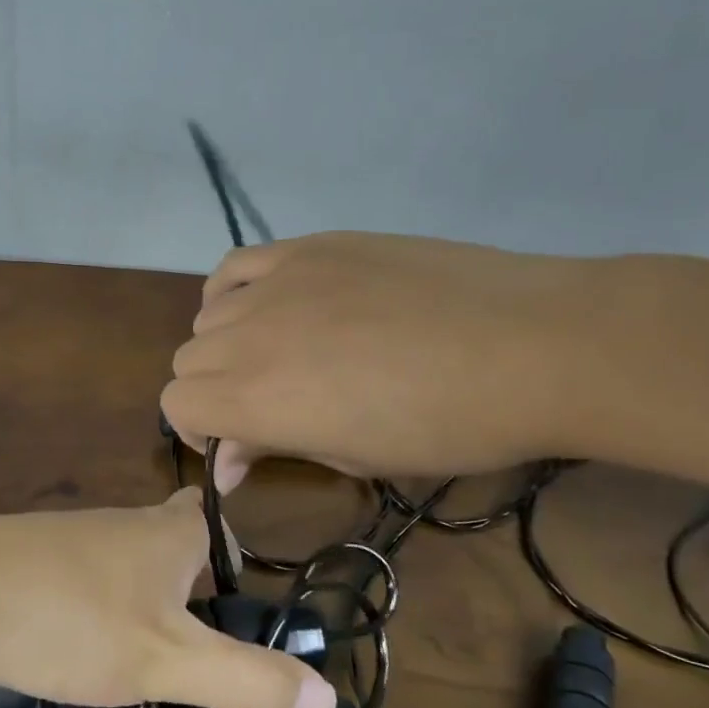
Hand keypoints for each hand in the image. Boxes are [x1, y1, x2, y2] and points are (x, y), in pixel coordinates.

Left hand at [0, 489, 335, 707]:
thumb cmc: (67, 617)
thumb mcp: (165, 659)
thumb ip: (246, 678)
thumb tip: (329, 696)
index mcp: (164, 533)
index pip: (214, 521)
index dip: (235, 554)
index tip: (248, 607)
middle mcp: (123, 529)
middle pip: (174, 554)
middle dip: (195, 600)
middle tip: (212, 666)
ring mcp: (73, 548)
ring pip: (128, 580)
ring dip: (147, 621)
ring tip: (158, 684)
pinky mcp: (34, 573)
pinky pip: (86, 598)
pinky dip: (100, 629)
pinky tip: (91, 674)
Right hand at [161, 231, 583, 488]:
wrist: (531, 344)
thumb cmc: (449, 424)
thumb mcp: (355, 456)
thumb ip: (275, 447)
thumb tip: (227, 461)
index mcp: (258, 398)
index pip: (177, 404)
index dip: (199, 430)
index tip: (240, 446)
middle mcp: (249, 335)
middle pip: (188, 359)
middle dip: (213, 391)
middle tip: (266, 406)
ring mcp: (277, 282)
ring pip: (208, 315)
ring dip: (226, 344)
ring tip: (276, 355)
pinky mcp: (308, 247)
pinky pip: (235, 265)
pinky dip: (233, 291)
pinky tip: (267, 306)